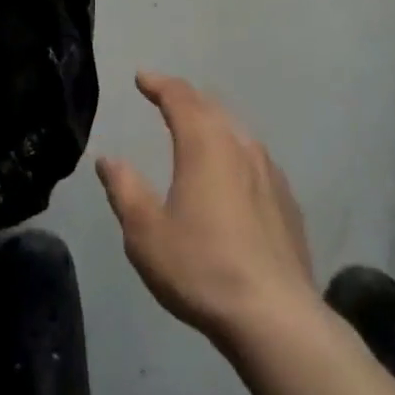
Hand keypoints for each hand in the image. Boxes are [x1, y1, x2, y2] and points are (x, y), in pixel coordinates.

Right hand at [96, 72, 316, 347]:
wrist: (276, 317)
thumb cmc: (202, 268)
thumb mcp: (146, 233)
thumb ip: (125, 190)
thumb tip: (108, 160)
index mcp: (204, 143)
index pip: (179, 97)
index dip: (158, 84)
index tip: (141, 78)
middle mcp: (239, 145)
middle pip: (210, 106)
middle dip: (185, 98)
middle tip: (165, 97)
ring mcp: (269, 171)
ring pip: (236, 130)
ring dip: (212, 123)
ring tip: (196, 129)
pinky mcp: (286, 200)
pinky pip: (254, 159)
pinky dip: (233, 152)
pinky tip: (232, 174)